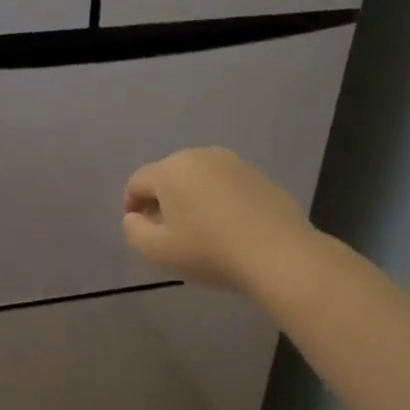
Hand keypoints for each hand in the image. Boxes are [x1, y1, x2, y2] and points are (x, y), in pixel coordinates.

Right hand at [122, 147, 311, 291]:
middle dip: (162, 199)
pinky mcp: (259, 175)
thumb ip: (134, 230)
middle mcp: (200, 156)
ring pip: (198, 177)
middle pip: (168, 175)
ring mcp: (233, 163)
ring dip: (190, 197)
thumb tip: (135, 217)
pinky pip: (225, 184)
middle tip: (166, 230)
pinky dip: (217, 200)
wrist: (278, 253)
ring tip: (197, 228)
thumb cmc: (208, 251)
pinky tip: (226, 226)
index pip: (138, 182)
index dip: (131, 205)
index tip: (139, 228)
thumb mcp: (157, 251)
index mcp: (170, 170)